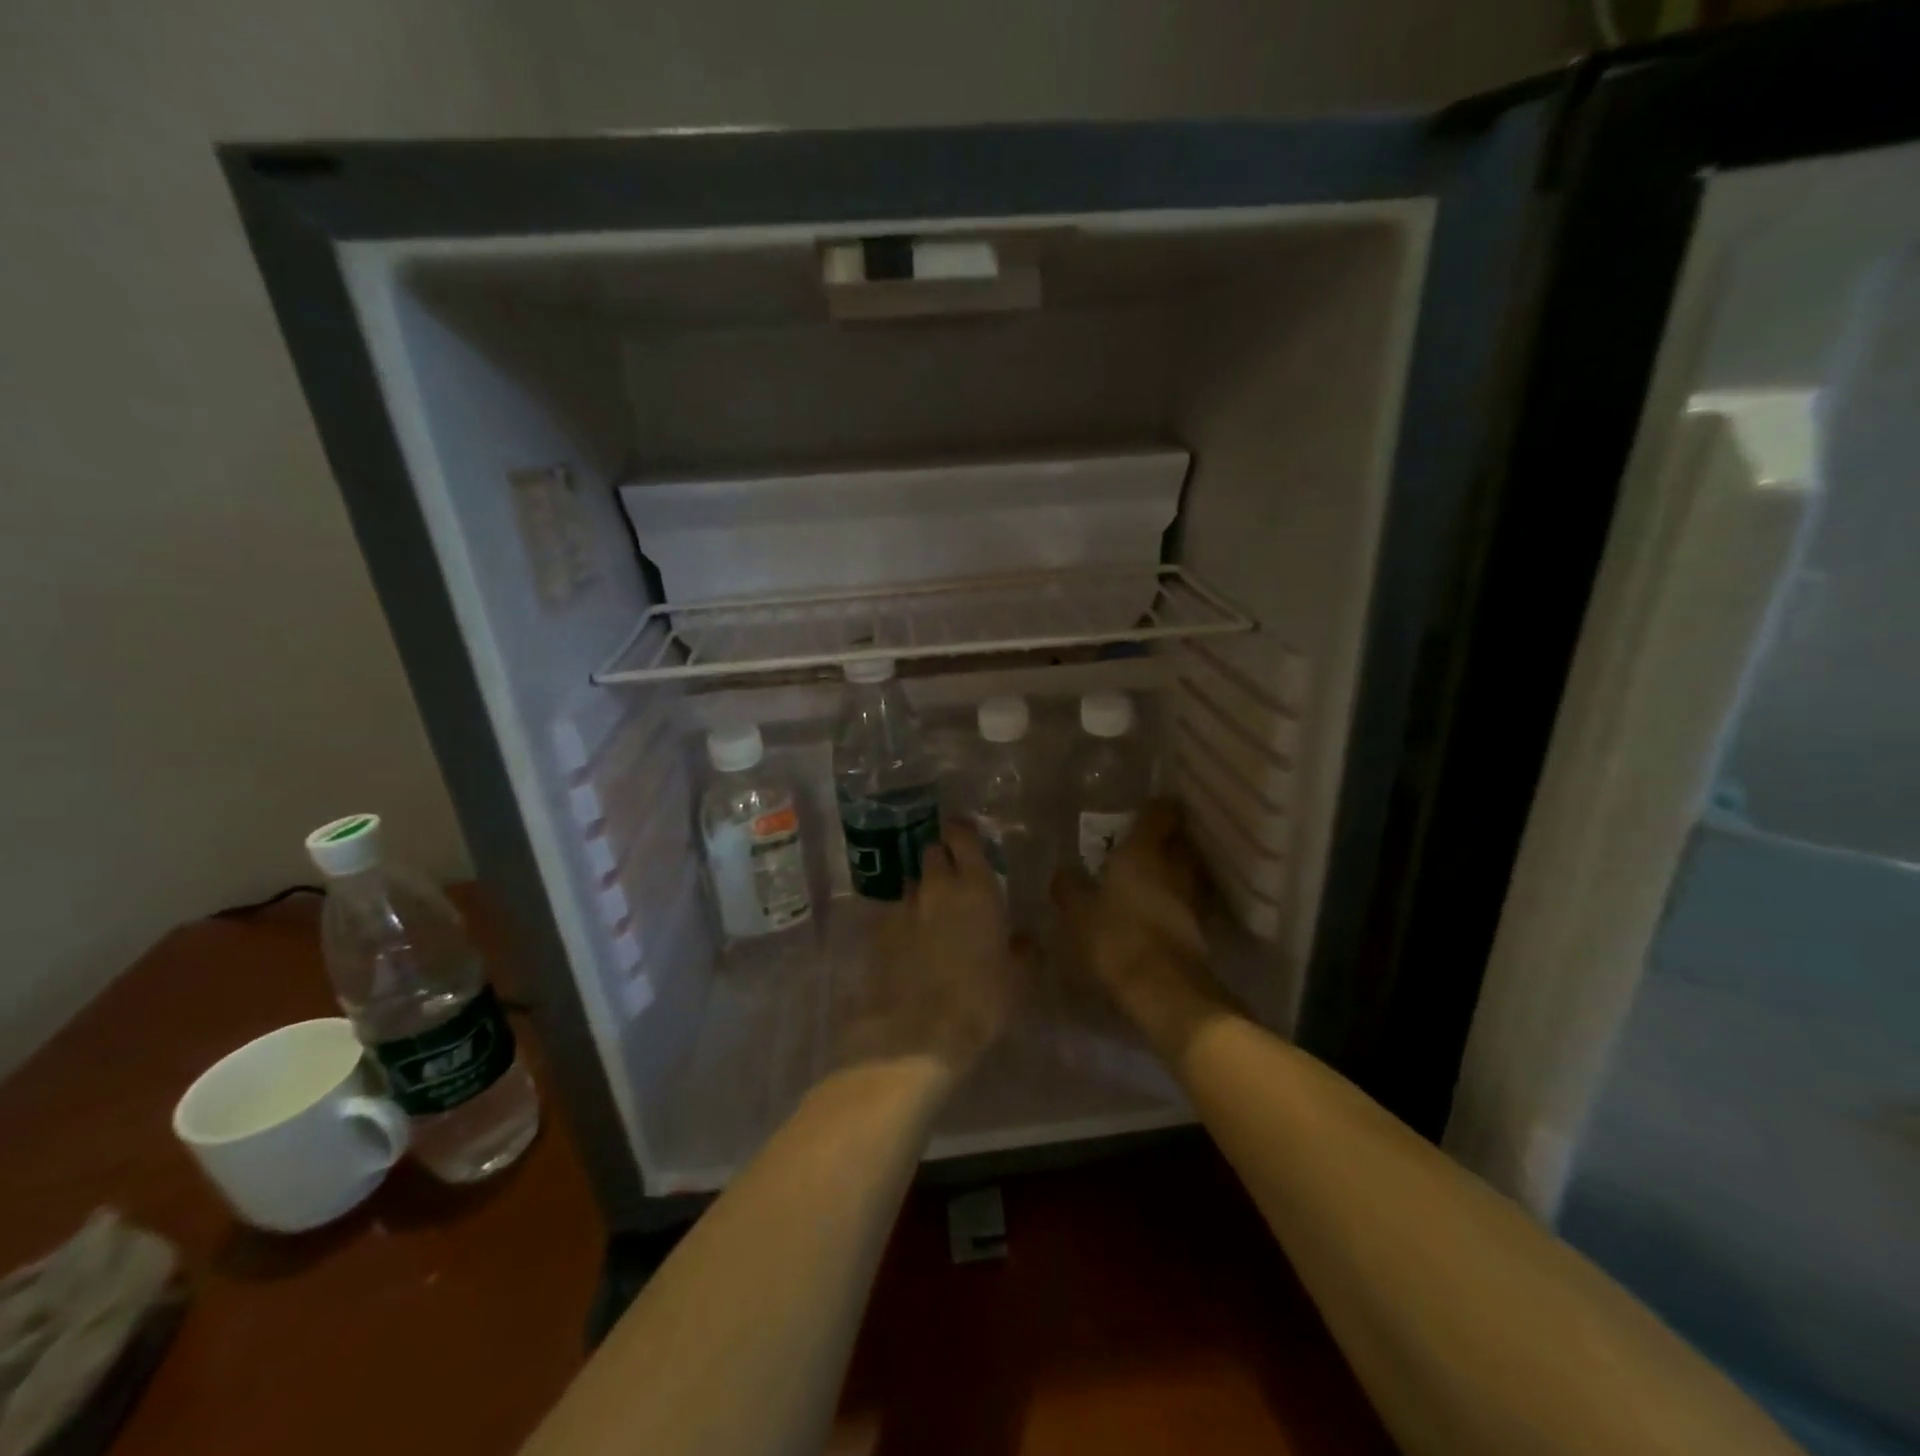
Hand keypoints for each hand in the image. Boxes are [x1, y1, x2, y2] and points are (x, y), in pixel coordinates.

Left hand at [837, 822, 1017, 1076]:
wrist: (919, 1033)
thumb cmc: (981, 1001)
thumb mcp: (1020, 979)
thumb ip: (1023, 950)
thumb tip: (1022, 939)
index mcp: (976, 888)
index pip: (962, 837)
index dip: (961, 831)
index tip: (962, 834)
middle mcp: (936, 887)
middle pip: (931, 854)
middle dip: (940, 861)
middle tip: (951, 880)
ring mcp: (902, 907)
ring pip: (911, 884)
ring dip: (921, 893)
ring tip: (928, 917)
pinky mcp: (877, 931)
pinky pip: (891, 914)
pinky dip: (900, 922)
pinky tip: (906, 944)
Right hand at [1051, 799, 1222, 1046]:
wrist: (1162, 989)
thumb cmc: (1114, 937)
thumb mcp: (1076, 913)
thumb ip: (1070, 888)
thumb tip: (1063, 872)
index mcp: (1144, 851)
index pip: (1161, 812)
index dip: (1154, 808)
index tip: (1140, 811)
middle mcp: (1174, 866)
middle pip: (1178, 840)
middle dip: (1164, 838)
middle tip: (1140, 843)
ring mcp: (1192, 896)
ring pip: (1185, 870)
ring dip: (1171, 869)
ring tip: (1148, 876)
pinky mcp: (1200, 926)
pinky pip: (1186, 899)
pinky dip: (1175, 897)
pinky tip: (1157, 907)